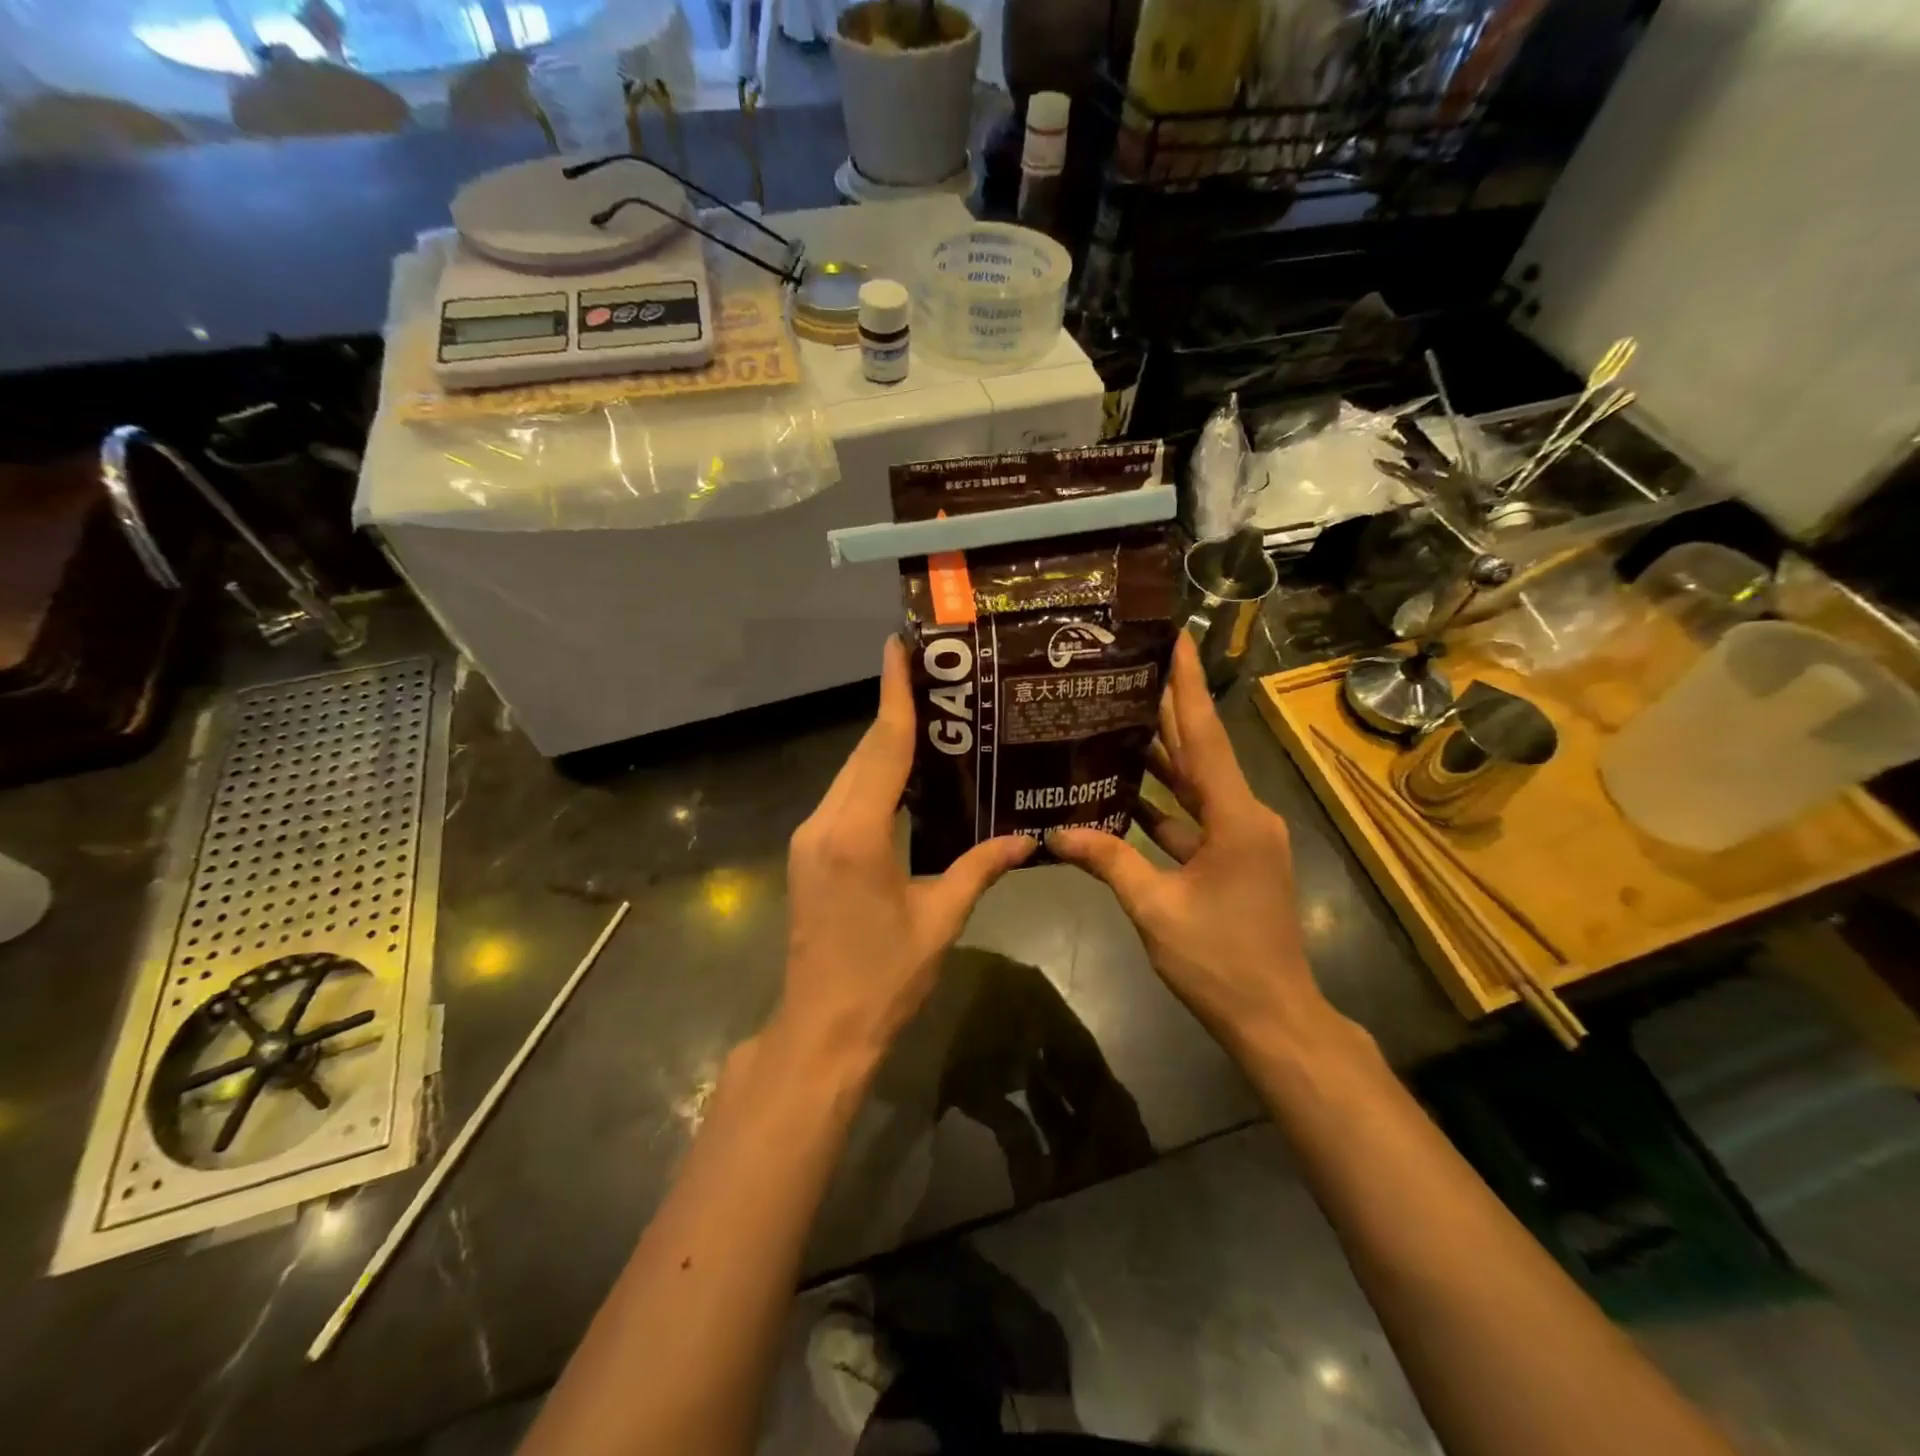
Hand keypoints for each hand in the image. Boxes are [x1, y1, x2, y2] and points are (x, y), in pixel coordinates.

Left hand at [781, 636, 1034, 1069]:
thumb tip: (1027, 839)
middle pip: (864, 754)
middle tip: (934, 676)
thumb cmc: (884, 978)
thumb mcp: (940, 919)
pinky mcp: (807, 853)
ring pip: (850, 774)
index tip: (898, 646)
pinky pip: (844, 798)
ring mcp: (809, 837)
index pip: (882, 748)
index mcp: (856, 833)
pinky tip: (905, 775)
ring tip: (929, 717)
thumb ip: (979, 868)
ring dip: (884, 745)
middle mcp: (824, 823)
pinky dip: (873, 777)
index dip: (895, 695)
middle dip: (895, 712)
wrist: (820, 1029)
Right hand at [1048, 634, 1339, 1054]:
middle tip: (1127, 671)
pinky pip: (1193, 819)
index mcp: (1235, 816)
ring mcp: (1241, 839)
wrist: (1274, 1018)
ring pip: (1195, 786)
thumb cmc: (1219, 960)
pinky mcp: (1234, 860)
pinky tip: (1124, 794)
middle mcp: (1245, 815)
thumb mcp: (1155, 908)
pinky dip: (1162, 806)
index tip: (1175, 638)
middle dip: (1167, 710)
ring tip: (1116, 719)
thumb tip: (1056, 831)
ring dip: (1160, 758)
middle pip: (1200, 752)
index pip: (1206, 735)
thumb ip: (1108, 861)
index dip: (1187, 685)